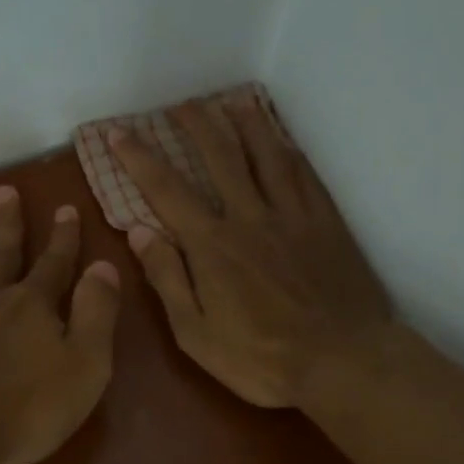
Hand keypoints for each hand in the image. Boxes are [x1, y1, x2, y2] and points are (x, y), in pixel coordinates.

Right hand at [110, 100, 399, 408]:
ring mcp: (292, 215)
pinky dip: (288, 150)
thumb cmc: (261, 357)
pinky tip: (282, 139)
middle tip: (180, 104)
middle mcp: (250, 216)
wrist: (343, 361)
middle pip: (220, 156)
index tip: (120, 133)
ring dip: (246, 123)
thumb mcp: (196, 333)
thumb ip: (168, 279)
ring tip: (232, 101)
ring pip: (266, 154)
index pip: (167, 190)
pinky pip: (304, 174)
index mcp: (213, 244)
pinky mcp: (326, 222)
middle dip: (196, 125)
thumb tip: (140, 232)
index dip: (139, 158)